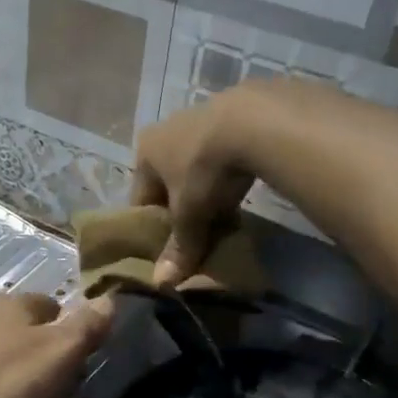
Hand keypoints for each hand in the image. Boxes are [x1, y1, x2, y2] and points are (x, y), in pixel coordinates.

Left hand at [0, 293, 113, 397]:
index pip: (49, 303)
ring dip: (9, 369)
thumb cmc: (5, 383)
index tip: (78, 356)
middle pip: (20, 327)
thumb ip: (86, 326)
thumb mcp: (59, 354)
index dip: (67, 326)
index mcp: (12, 304)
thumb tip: (110, 298)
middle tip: (54, 383)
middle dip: (37, 348)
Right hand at [131, 91, 259, 286]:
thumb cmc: (205, 169)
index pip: (141, 199)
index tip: (170, 248)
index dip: (155, 227)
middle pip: (169, 183)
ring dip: (208, 193)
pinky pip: (224, 155)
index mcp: (145, 151)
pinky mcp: (234, 114)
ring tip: (226, 216)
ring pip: (197, 169)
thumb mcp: (189, 214)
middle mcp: (166, 130)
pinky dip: (229, 175)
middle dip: (184, 210)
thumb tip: (162, 284)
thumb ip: (178, 247)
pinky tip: (244, 189)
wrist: (256, 120)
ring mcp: (201, 118)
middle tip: (201, 234)